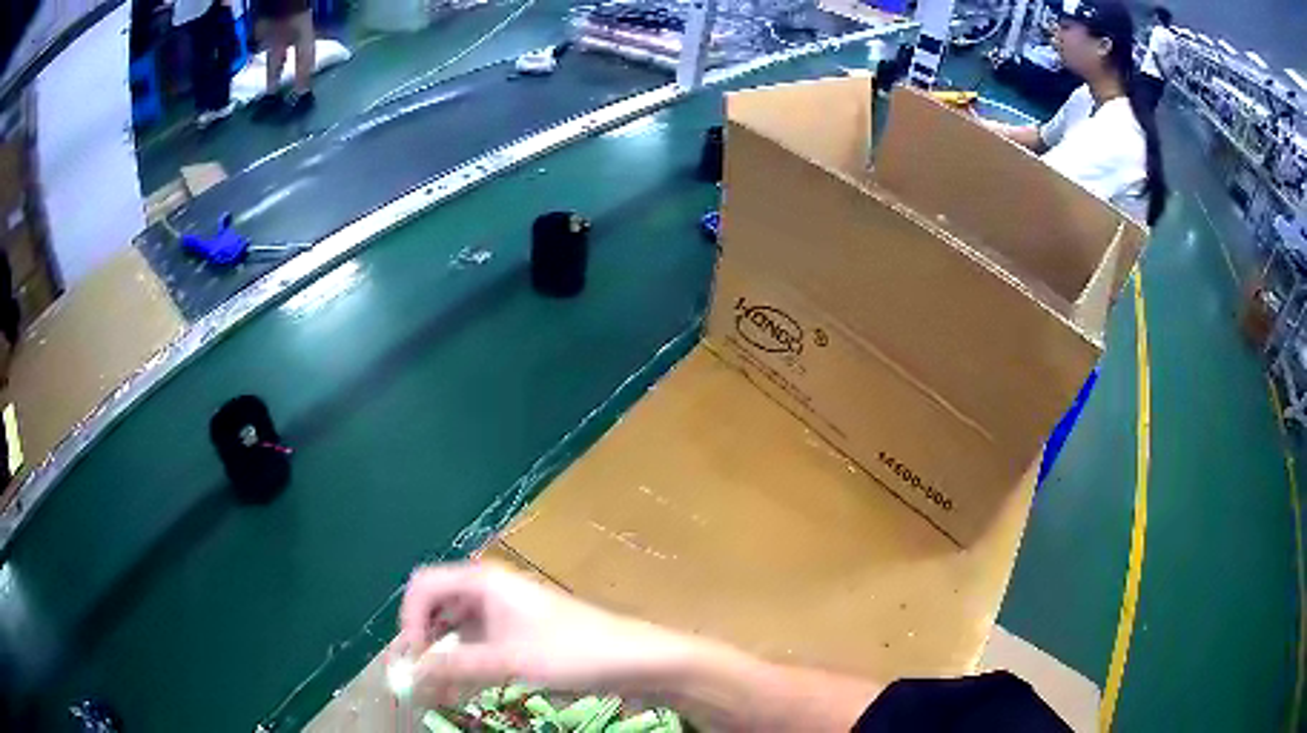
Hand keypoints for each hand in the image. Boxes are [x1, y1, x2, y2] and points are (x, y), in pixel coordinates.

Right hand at [399, 563, 689, 707]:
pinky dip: (464, 661)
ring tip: (437, 688)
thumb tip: (409, 675)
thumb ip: (454, 667)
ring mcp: (503, 610)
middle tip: (418, 678)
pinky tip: (463, 685)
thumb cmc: (572, 651)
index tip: (414, 660)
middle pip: (435, 607)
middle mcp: (487, 588)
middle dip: (422, 641)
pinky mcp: (516, 631)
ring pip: (455, 627)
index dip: (409, 621)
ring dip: (442, 655)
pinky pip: (476, 640)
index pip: (422, 587)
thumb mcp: (508, 661)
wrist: (635, 658)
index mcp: (482, 580)